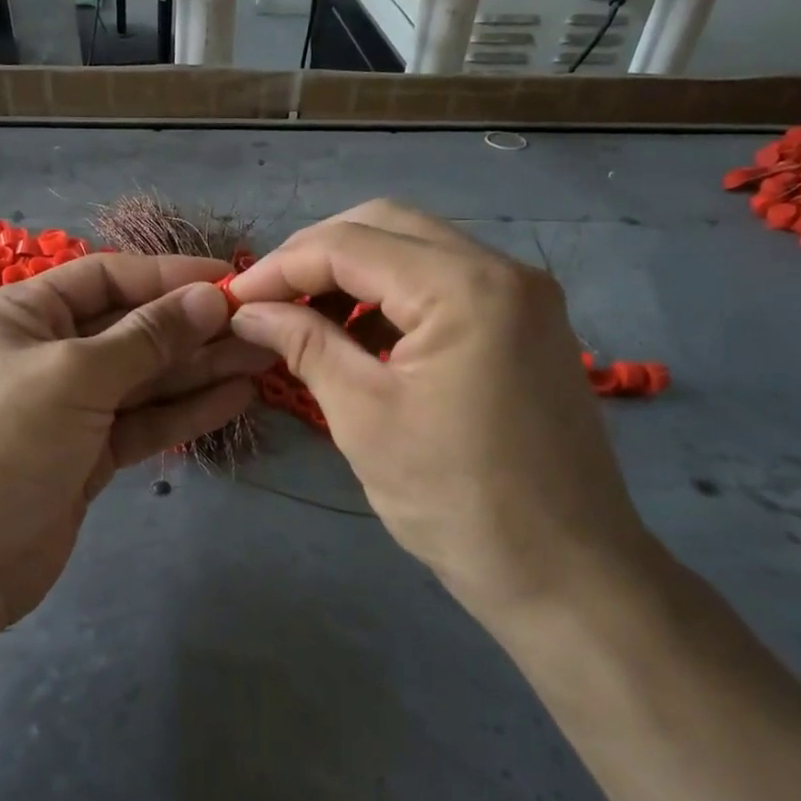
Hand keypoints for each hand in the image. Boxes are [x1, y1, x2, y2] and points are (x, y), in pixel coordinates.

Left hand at [0, 253, 267, 628]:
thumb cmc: (4, 444)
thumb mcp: (76, 376)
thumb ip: (147, 337)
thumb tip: (210, 298)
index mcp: (24, 315)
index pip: (106, 278)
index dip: (168, 276)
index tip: (228, 279)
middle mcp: (47, 352)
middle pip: (131, 328)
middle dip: (192, 327)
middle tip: (260, 324)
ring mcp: (70, 407)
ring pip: (144, 378)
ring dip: (199, 369)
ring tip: (262, 357)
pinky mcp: (89, 453)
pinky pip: (143, 422)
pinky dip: (185, 411)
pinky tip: (235, 398)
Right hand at [225, 200, 650, 622]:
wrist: (567, 575)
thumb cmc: (457, 500)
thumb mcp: (364, 418)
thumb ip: (304, 345)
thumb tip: (248, 310)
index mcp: (465, 287)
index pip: (350, 244)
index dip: (280, 266)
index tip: (233, 299)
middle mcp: (502, 269)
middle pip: (385, 225)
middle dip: (315, 255)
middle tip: (267, 298)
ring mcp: (522, 294)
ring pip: (415, 248)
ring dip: (353, 272)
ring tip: (304, 317)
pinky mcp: (526, 323)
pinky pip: (444, 282)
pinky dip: (391, 296)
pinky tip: (358, 335)